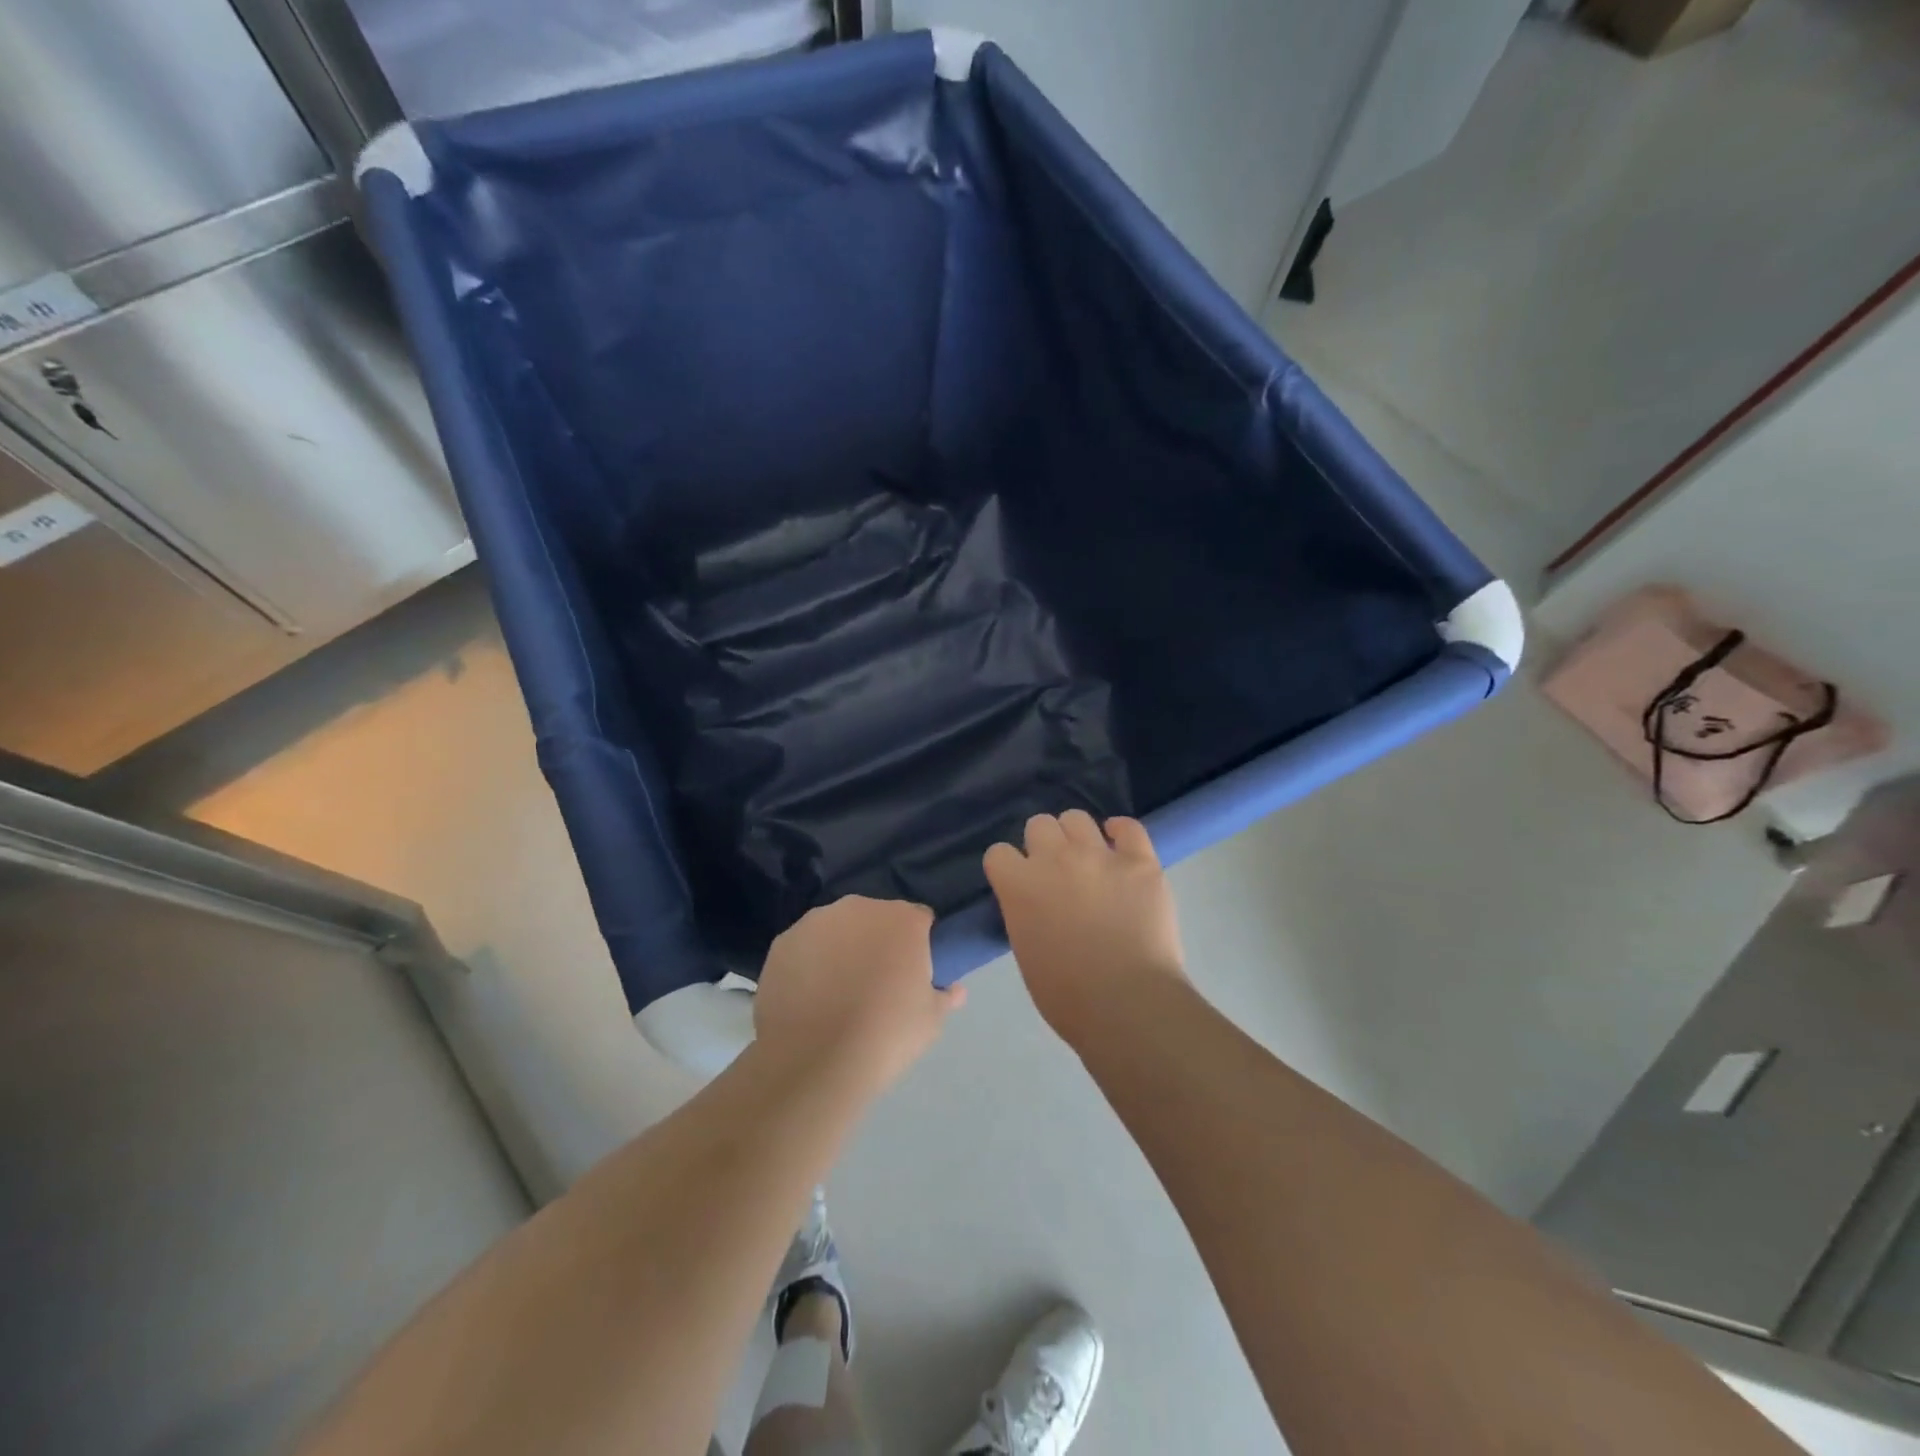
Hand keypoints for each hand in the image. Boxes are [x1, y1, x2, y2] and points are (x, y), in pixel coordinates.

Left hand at [753, 896, 965, 1097]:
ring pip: (838, 929)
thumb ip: (945, 997)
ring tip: (838, 992)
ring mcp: (816, 922)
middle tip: (877, 984)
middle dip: (879, 942)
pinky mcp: (782, 942)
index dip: (919, 945)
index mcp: (902, 919)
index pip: (920, 920)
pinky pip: (805, 947)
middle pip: (876, 919)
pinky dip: (809, 963)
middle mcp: (859, 908)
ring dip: (842, 948)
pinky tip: (809, 997)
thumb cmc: (886, 1035)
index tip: (914, 974)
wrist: (814, 1060)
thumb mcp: (931, 1021)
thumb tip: (955, 990)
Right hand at [983, 812, 1186, 1046]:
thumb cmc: (1067, 995)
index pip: (998, 853)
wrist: (1127, 1004)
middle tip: (1056, 871)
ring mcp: (1100, 856)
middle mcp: (1056, 859)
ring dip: (1076, 835)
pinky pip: (1129, 828)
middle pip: (1038, 825)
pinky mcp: (1140, 861)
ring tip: (1087, 857)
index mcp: (1020, 884)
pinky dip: (1121, 832)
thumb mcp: (1026, 950)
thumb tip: (1037, 903)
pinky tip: (1120, 843)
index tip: (1019, 883)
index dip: (1008, 868)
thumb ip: (1024, 913)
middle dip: (1043, 845)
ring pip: (1077, 818)